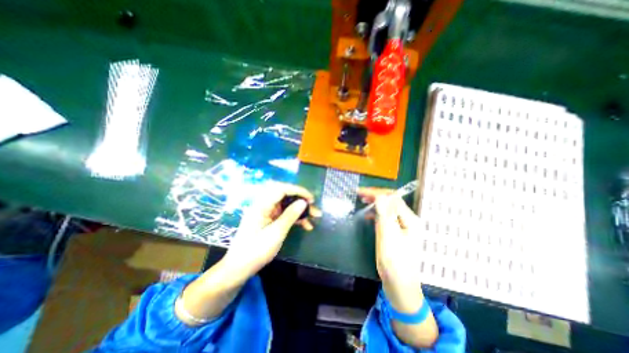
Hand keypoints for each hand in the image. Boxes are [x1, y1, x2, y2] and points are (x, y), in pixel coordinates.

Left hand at [225, 182, 320, 277]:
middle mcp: (264, 205)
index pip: (282, 189)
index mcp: (262, 205)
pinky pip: (284, 214)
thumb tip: (303, 202)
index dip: (298, 191)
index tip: (311, 199)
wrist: (239, 268)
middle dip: (301, 200)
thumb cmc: (256, 250)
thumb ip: (290, 215)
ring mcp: (267, 212)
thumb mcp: (276, 233)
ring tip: (314, 217)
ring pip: (287, 205)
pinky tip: (306, 225)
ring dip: (300, 210)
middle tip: (314, 207)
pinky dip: (295, 218)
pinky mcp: (269, 220)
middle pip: (285, 196)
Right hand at [358, 188, 421, 310]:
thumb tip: (380, 195)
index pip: (392, 198)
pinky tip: (369, 215)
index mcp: (410, 219)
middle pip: (392, 201)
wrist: (400, 286)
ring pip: (389, 208)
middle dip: (376, 195)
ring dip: (376, 203)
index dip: (376, 193)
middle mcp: (409, 220)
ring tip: (363, 201)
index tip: (360, 192)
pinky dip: (377, 212)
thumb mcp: (388, 237)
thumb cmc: (394, 263)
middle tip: (360, 195)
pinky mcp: (397, 232)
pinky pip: (387, 216)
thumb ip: (385, 215)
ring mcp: (404, 226)